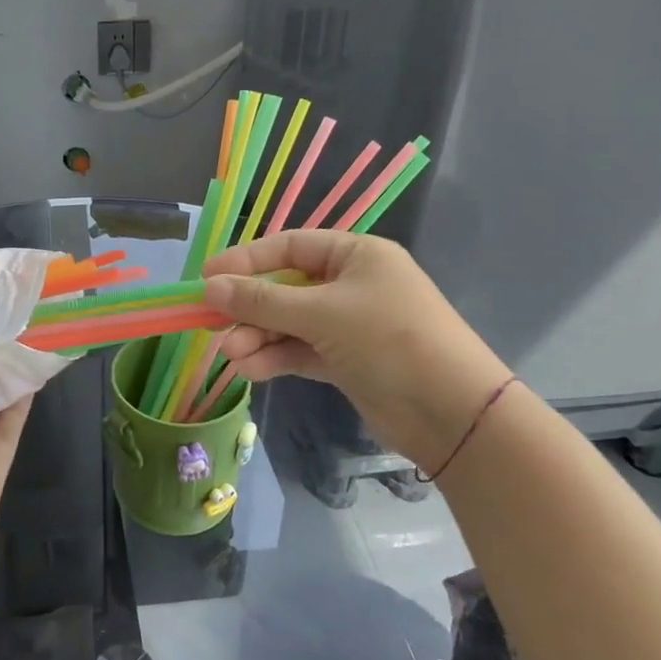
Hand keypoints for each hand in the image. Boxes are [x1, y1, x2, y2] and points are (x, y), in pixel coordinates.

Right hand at [202, 231, 510, 475]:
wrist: (453, 413)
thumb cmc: (389, 340)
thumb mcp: (322, 314)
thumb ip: (262, 301)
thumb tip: (209, 287)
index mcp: (356, 255)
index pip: (290, 246)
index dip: (247, 260)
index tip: (207, 277)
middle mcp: (352, 285)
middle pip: (286, 287)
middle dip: (250, 308)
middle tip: (211, 324)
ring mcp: (350, 325)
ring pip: (290, 324)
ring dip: (258, 338)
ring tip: (230, 356)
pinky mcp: (347, 361)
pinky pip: (301, 351)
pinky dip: (276, 358)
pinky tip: (249, 370)